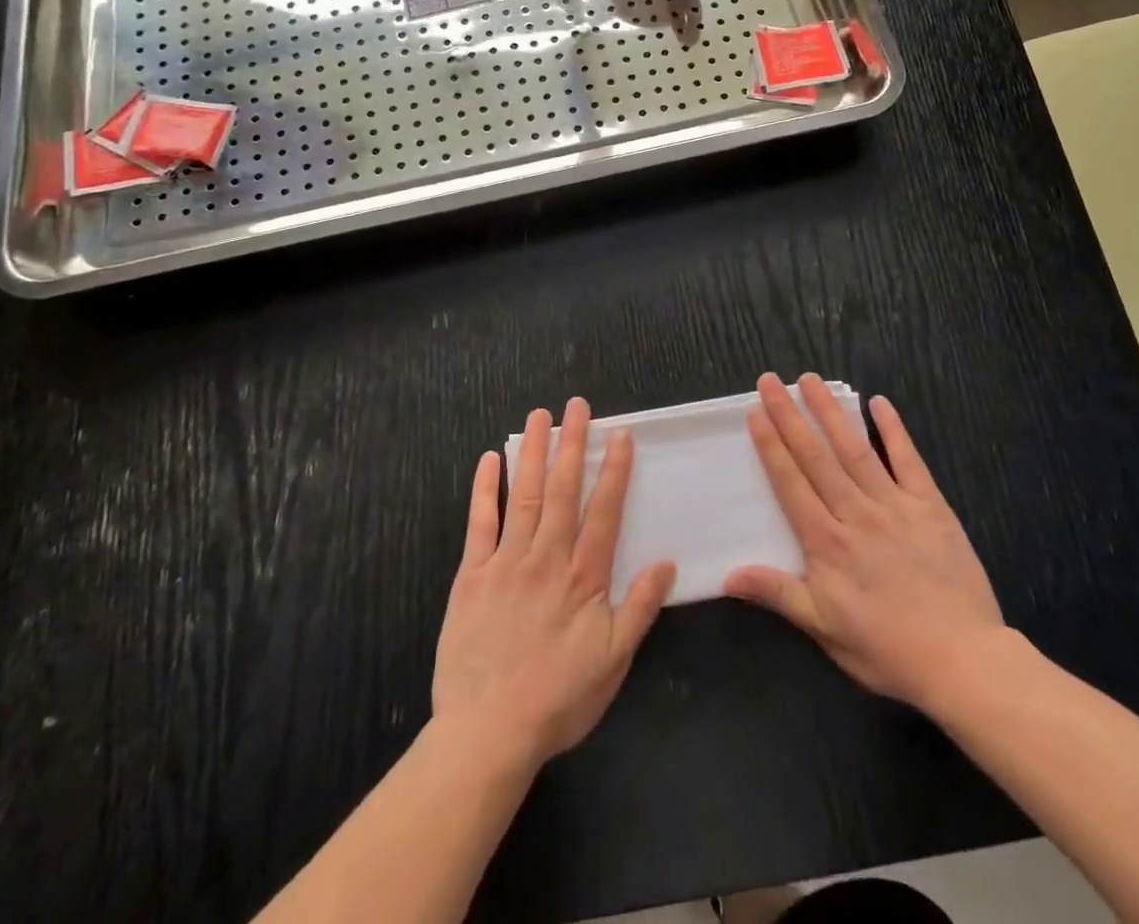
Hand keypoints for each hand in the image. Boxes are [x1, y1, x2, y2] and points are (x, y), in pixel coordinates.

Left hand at [433, 399, 676, 770]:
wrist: (488, 733)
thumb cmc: (559, 698)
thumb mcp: (614, 661)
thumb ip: (640, 607)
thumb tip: (667, 561)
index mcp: (583, 577)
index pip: (603, 511)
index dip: (613, 470)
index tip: (619, 435)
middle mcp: (546, 558)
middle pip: (562, 490)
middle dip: (572, 444)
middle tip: (576, 405)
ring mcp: (506, 562)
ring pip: (523, 495)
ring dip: (532, 452)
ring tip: (538, 416)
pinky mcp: (471, 575)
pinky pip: (479, 523)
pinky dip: (485, 489)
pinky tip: (488, 459)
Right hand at [725, 373, 1004, 711]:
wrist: (962, 660)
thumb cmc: (887, 648)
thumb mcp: (825, 629)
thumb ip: (778, 593)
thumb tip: (728, 576)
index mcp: (827, 542)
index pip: (791, 482)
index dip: (771, 445)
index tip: (755, 412)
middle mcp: (855, 512)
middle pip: (816, 456)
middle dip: (790, 415)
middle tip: (771, 381)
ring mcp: (894, 505)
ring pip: (855, 448)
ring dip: (831, 411)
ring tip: (811, 380)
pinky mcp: (930, 505)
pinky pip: (908, 460)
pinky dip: (894, 430)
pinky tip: (879, 402)